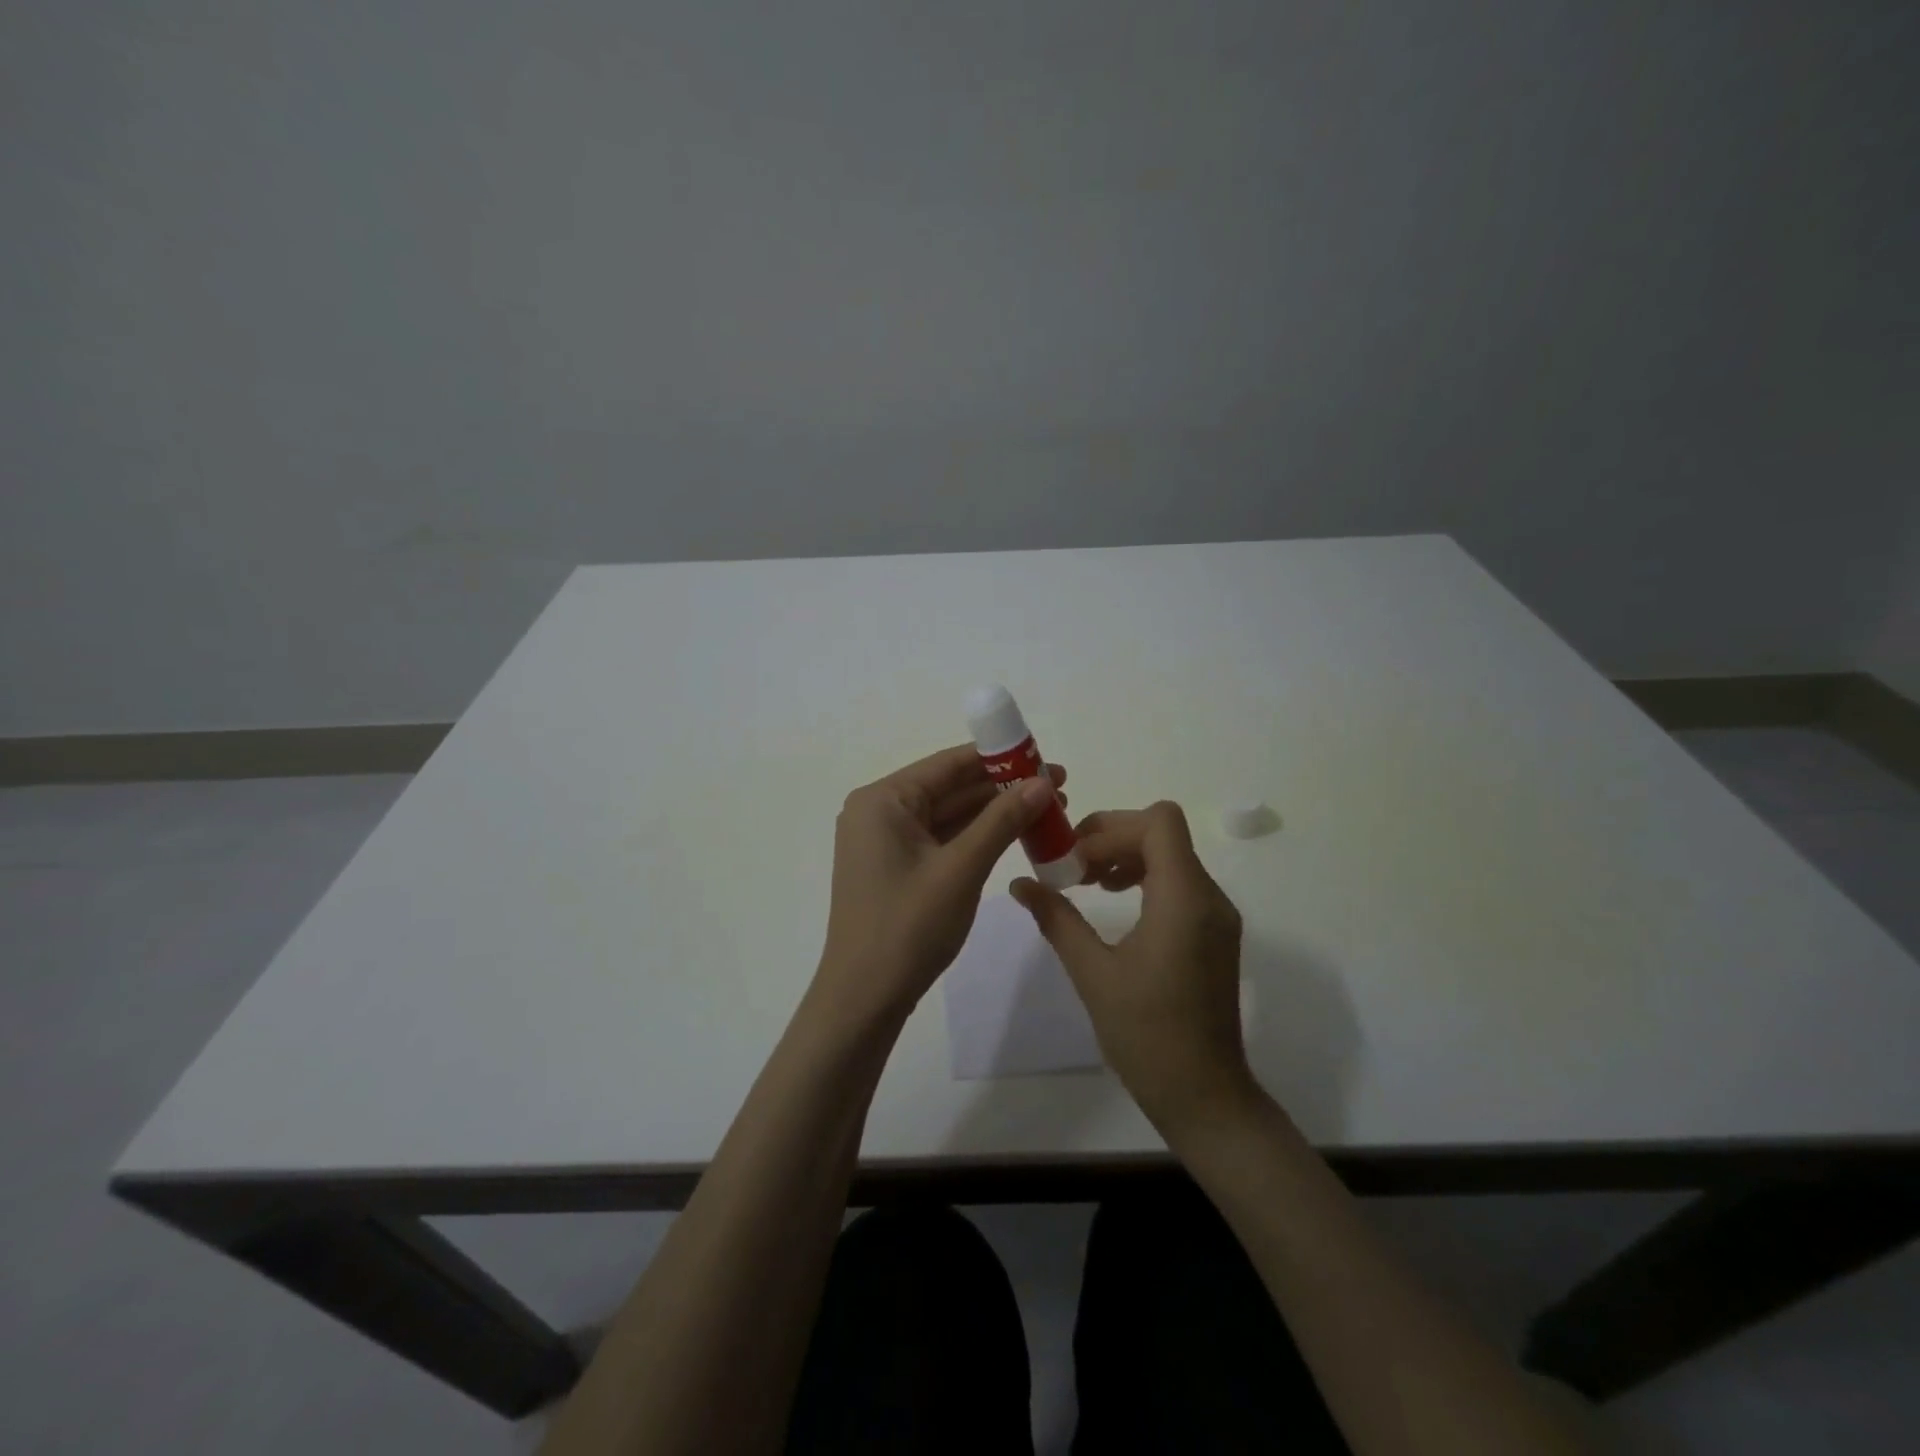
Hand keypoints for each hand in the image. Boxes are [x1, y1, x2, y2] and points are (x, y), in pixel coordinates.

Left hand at [813, 745, 1065, 1030]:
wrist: (864, 999)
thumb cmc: (909, 927)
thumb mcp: (962, 868)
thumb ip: (1002, 820)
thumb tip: (1043, 782)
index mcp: (883, 799)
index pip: (949, 764)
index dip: (1000, 758)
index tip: (1045, 757)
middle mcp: (879, 811)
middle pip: (950, 787)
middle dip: (1003, 788)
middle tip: (1058, 786)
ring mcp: (885, 841)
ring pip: (948, 815)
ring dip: (994, 813)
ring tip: (1048, 809)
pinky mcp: (895, 867)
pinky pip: (941, 839)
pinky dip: (976, 837)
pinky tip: (1014, 834)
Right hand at [1011, 801, 1256, 1137]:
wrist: (1204, 1095)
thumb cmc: (1147, 1035)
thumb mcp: (1092, 973)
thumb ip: (1057, 919)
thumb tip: (1020, 884)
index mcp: (1184, 899)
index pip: (1159, 821)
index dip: (1112, 827)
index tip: (1074, 856)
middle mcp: (1209, 896)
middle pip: (1163, 832)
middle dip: (1113, 837)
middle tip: (1071, 865)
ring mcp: (1217, 914)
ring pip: (1172, 854)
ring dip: (1127, 855)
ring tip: (1087, 882)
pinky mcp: (1215, 931)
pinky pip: (1180, 881)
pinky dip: (1144, 876)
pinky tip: (1114, 902)